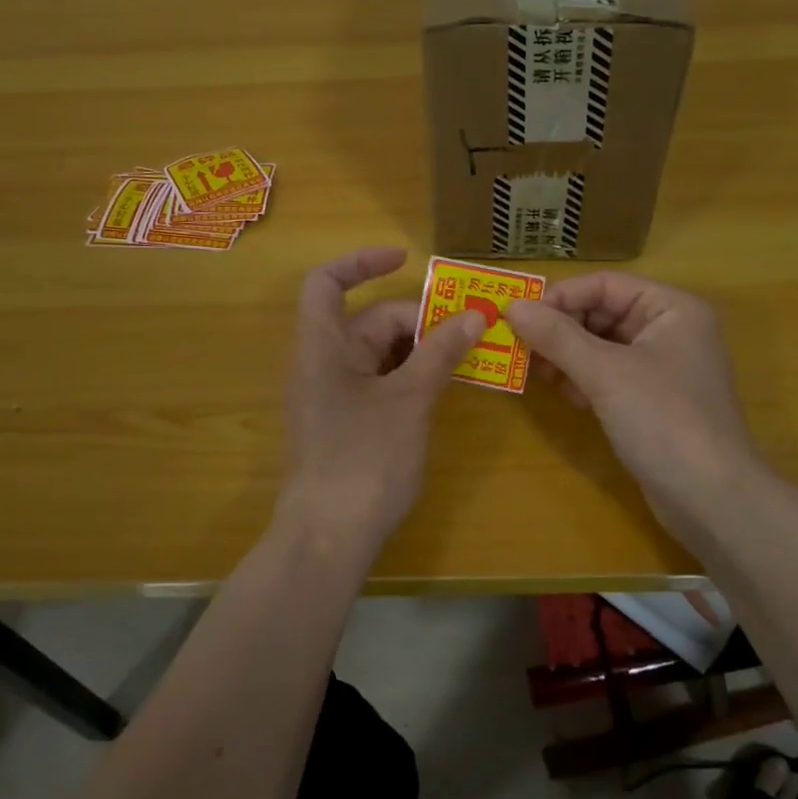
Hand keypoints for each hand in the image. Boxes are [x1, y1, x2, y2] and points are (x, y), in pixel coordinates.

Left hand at [280, 246, 484, 550]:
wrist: (328, 539)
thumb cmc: (364, 460)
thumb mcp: (409, 400)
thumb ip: (440, 353)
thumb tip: (475, 316)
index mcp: (322, 346)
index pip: (327, 282)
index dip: (362, 262)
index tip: (407, 259)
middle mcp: (322, 363)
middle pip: (369, 320)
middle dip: (418, 319)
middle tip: (471, 329)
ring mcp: (333, 395)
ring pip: (379, 354)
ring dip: (420, 349)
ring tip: (468, 354)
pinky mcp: (345, 423)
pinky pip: (379, 382)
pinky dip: (410, 377)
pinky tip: (444, 386)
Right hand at [503, 273, 762, 544]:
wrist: (712, 499)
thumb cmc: (663, 420)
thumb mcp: (605, 373)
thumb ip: (556, 336)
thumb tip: (511, 306)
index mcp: (671, 308)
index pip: (605, 284)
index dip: (560, 296)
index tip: (518, 317)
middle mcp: (670, 329)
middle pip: (603, 312)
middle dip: (561, 329)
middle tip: (519, 347)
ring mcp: (663, 367)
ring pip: (602, 345)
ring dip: (567, 355)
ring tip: (535, 372)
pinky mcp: (653, 400)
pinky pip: (609, 374)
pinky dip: (583, 379)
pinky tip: (564, 394)